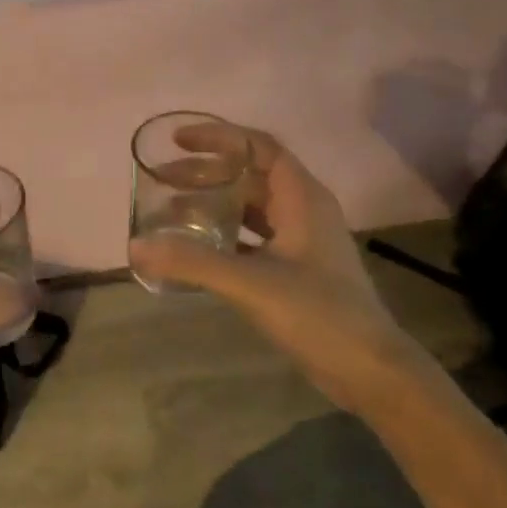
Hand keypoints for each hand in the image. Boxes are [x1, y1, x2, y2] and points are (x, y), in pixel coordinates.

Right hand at [129, 125, 423, 413]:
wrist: (369, 370)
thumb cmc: (318, 314)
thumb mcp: (251, 283)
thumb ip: (193, 262)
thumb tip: (137, 246)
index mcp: (302, 198)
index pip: (259, 147)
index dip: (219, 137)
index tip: (178, 141)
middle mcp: (303, 210)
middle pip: (250, 176)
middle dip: (206, 173)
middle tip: (163, 180)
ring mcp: (302, 241)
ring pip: (251, 207)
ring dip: (213, 204)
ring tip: (172, 211)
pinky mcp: (297, 268)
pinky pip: (253, 236)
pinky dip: (224, 235)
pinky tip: (197, 249)